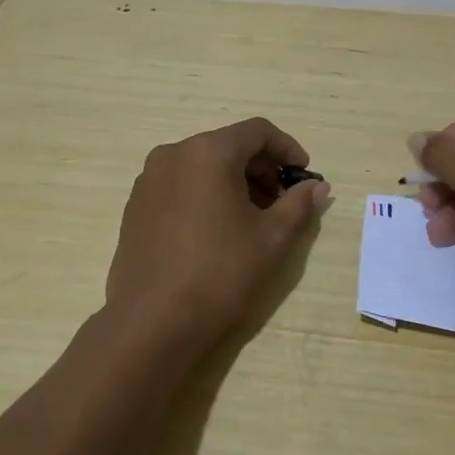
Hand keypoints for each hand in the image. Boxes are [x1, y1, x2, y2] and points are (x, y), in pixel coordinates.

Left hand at [104, 117, 331, 353]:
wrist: (152, 322)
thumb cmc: (220, 272)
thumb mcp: (272, 238)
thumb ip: (299, 204)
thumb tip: (317, 187)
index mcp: (207, 152)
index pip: (257, 131)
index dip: (287, 149)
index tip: (304, 176)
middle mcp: (173, 155)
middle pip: (228, 146)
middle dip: (262, 168)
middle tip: (283, 202)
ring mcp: (149, 181)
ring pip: (203, 167)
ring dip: (235, 183)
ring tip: (254, 220)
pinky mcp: (136, 207)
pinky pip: (181, 186)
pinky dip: (207, 195)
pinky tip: (218, 231)